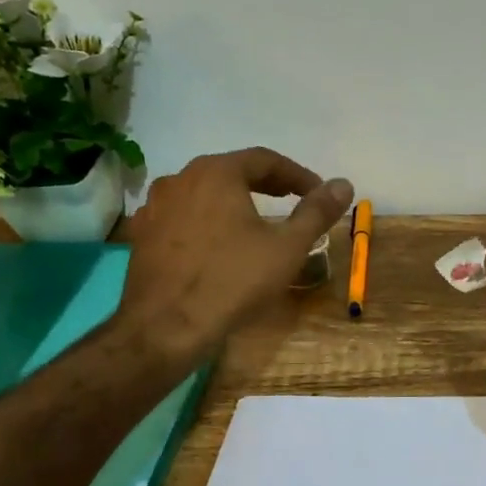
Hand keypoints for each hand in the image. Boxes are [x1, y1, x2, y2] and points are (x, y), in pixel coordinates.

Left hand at [119, 147, 352, 361]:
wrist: (167, 326)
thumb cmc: (233, 281)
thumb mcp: (287, 248)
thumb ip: (316, 212)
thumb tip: (343, 184)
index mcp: (216, 172)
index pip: (264, 159)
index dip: (296, 174)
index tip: (316, 192)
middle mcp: (180, 178)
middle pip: (230, 171)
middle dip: (264, 184)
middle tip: (290, 200)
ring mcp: (155, 207)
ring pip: (202, 193)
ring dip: (232, 201)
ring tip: (253, 221)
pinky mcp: (141, 235)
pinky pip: (181, 217)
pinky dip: (205, 221)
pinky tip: (216, 244)